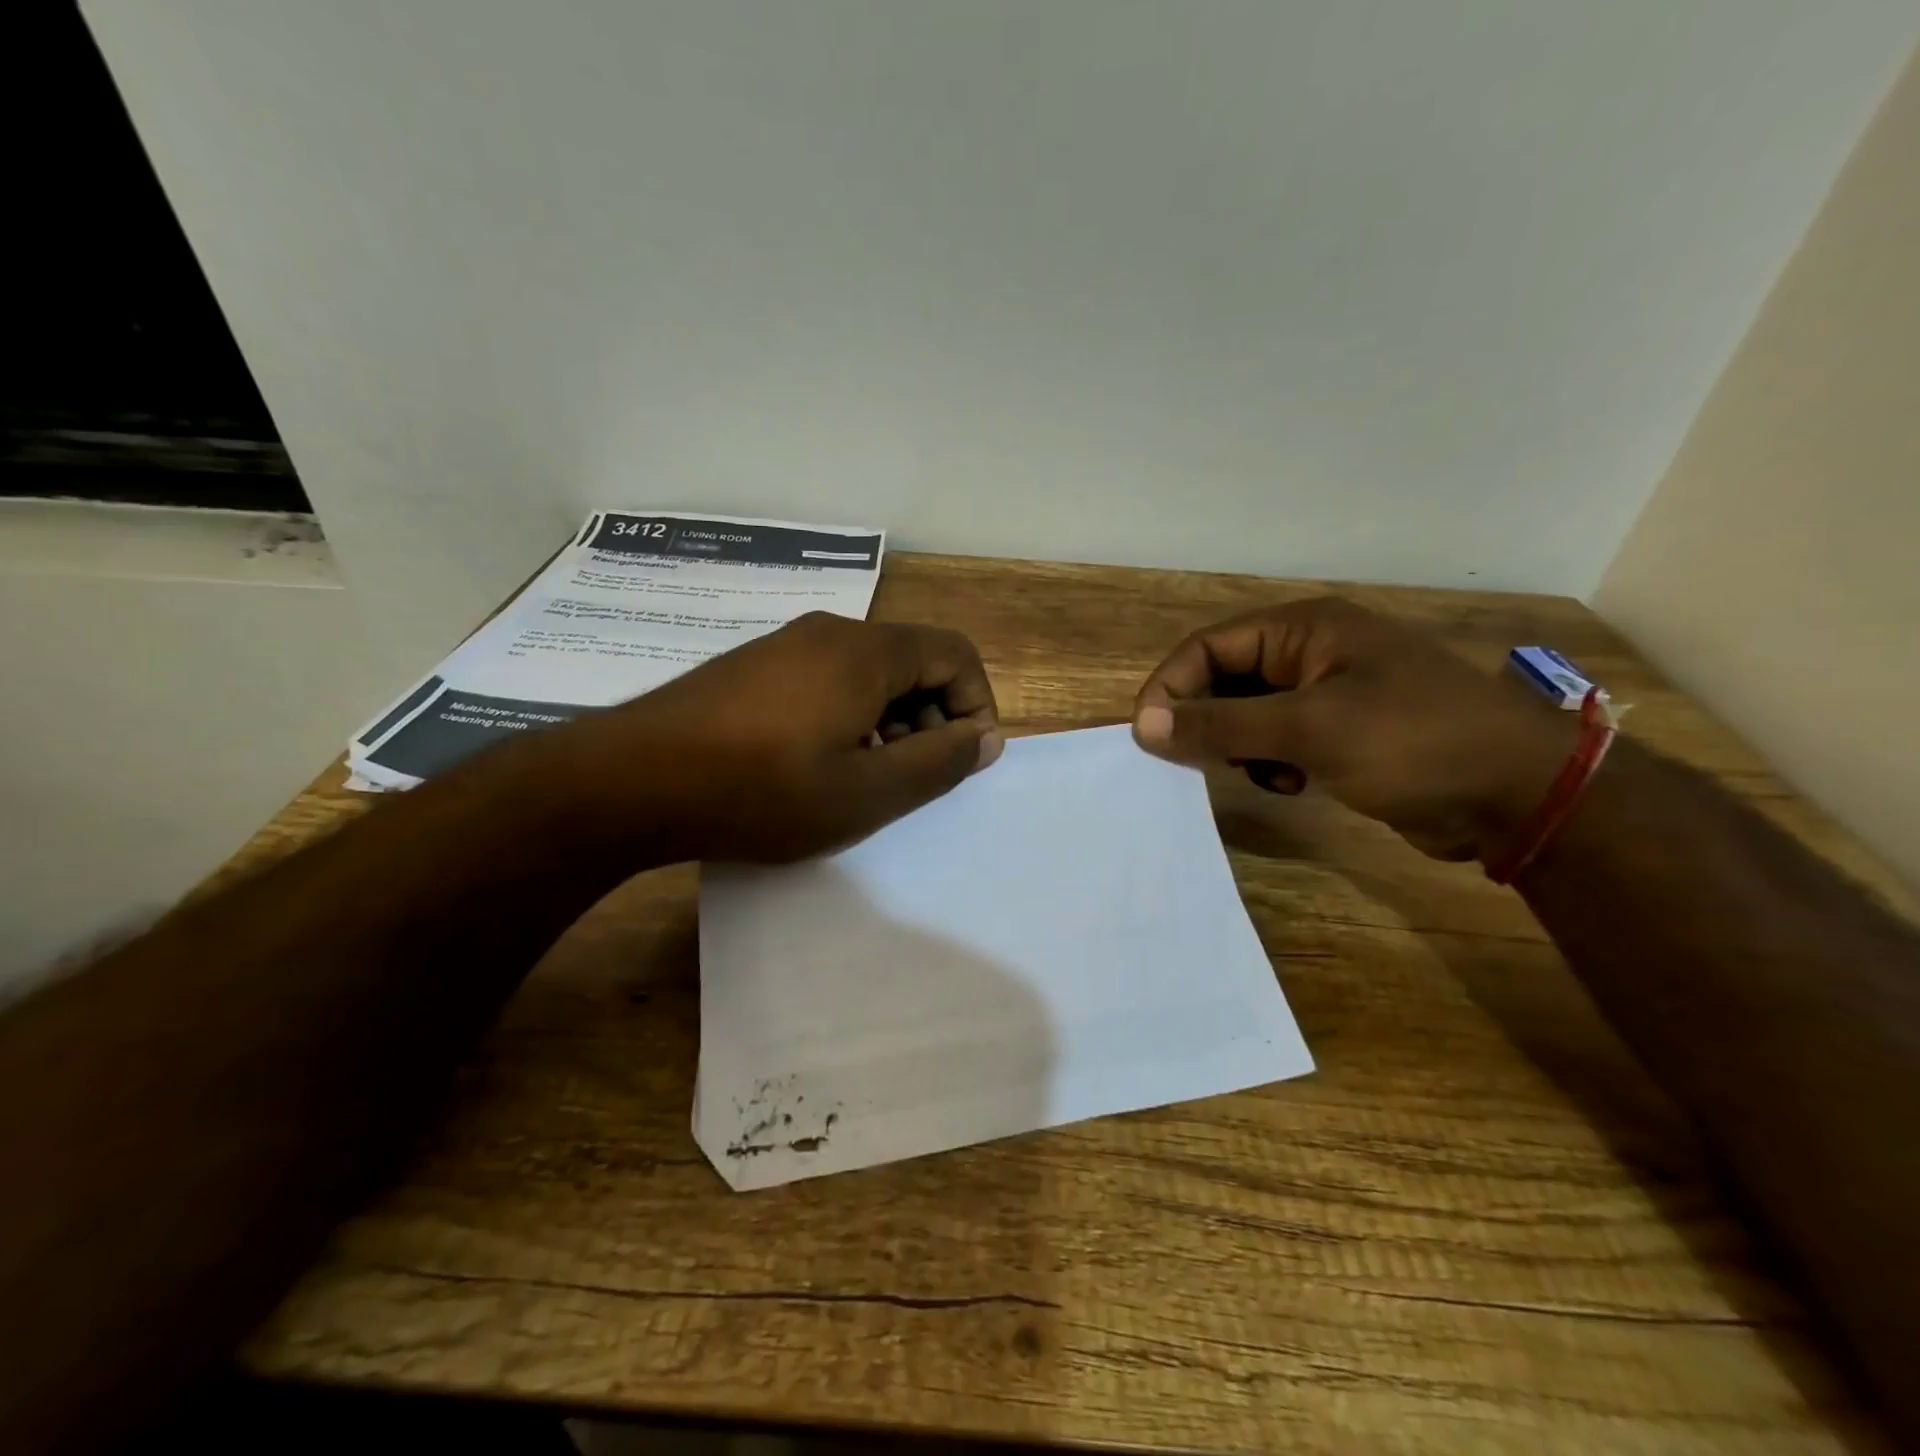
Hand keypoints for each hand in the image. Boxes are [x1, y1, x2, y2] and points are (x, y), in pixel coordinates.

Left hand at [561, 612, 1002, 862]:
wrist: (630, 781)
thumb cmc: (761, 791)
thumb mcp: (866, 793)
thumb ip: (938, 763)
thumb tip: (985, 738)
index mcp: (866, 651)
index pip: (955, 654)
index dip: (975, 706)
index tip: (959, 762)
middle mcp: (829, 632)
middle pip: (912, 660)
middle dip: (931, 717)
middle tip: (909, 778)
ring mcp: (785, 646)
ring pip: (868, 673)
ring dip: (889, 722)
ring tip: (861, 779)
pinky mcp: (753, 667)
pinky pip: (826, 680)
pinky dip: (847, 717)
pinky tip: (813, 765)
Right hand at [1132, 597, 1574, 860]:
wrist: (1520, 795)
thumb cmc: (1413, 742)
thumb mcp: (1310, 730)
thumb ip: (1222, 725)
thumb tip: (1143, 725)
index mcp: (1305, 629)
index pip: (1210, 646)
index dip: (1171, 686)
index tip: (1146, 735)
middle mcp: (1312, 651)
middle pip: (1225, 678)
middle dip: (1205, 719)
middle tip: (1194, 760)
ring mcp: (1329, 693)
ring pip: (1249, 713)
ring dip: (1238, 745)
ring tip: (1255, 773)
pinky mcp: (1342, 732)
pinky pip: (1279, 739)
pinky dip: (1269, 762)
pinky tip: (1288, 784)